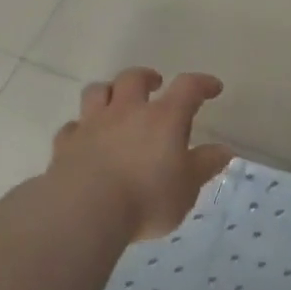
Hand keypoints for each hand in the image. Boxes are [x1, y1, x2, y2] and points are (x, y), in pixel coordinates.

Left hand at [50, 68, 235, 240]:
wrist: (85, 212)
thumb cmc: (147, 199)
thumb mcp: (187, 187)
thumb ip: (205, 165)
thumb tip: (223, 150)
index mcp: (163, 118)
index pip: (188, 88)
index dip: (202, 84)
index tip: (213, 87)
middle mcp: (127, 112)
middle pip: (134, 78)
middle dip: (147, 77)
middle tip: (156, 84)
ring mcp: (92, 124)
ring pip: (98, 92)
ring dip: (110, 92)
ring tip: (117, 102)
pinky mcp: (66, 144)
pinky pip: (73, 126)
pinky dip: (82, 128)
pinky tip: (87, 139)